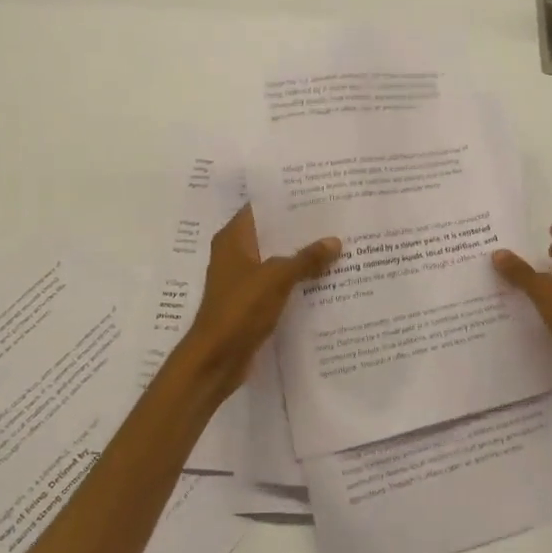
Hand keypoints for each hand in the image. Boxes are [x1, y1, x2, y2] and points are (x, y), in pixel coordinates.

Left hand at [181, 205, 339, 400]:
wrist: (216, 359)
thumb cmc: (240, 308)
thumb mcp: (277, 278)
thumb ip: (306, 258)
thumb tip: (335, 240)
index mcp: (233, 239)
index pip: (260, 207)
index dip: (286, 200)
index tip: (316, 193)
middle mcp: (234, 254)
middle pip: (271, 233)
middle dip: (299, 229)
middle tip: (334, 219)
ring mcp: (241, 280)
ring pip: (275, 260)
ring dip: (299, 257)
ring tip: (336, 246)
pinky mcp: (249, 303)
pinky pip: (276, 284)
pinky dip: (295, 281)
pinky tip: (323, 280)